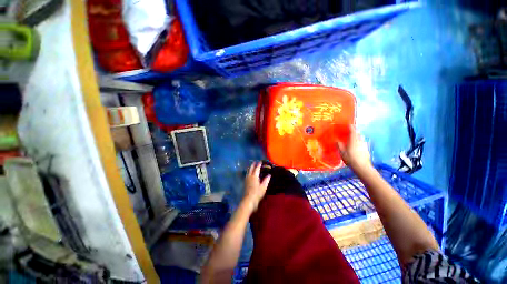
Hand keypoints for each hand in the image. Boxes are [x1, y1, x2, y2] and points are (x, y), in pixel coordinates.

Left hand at [242, 162, 270, 211]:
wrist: (249, 200)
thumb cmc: (257, 193)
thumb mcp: (263, 187)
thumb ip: (266, 180)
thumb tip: (269, 175)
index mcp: (254, 176)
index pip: (257, 168)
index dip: (259, 164)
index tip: (260, 161)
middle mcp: (250, 176)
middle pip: (251, 168)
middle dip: (253, 165)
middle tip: (255, 162)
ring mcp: (246, 179)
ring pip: (248, 171)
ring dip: (250, 168)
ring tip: (252, 166)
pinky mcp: (245, 182)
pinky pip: (247, 174)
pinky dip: (249, 171)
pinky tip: (250, 173)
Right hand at [337, 126, 371, 170]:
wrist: (362, 167)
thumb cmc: (351, 159)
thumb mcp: (342, 152)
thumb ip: (339, 145)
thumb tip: (336, 140)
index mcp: (353, 140)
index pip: (353, 131)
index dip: (351, 127)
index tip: (348, 124)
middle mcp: (360, 141)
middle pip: (358, 134)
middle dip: (354, 132)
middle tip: (349, 132)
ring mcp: (364, 145)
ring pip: (361, 138)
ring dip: (357, 137)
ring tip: (352, 139)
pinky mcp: (366, 149)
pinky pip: (362, 143)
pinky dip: (359, 142)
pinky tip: (356, 147)